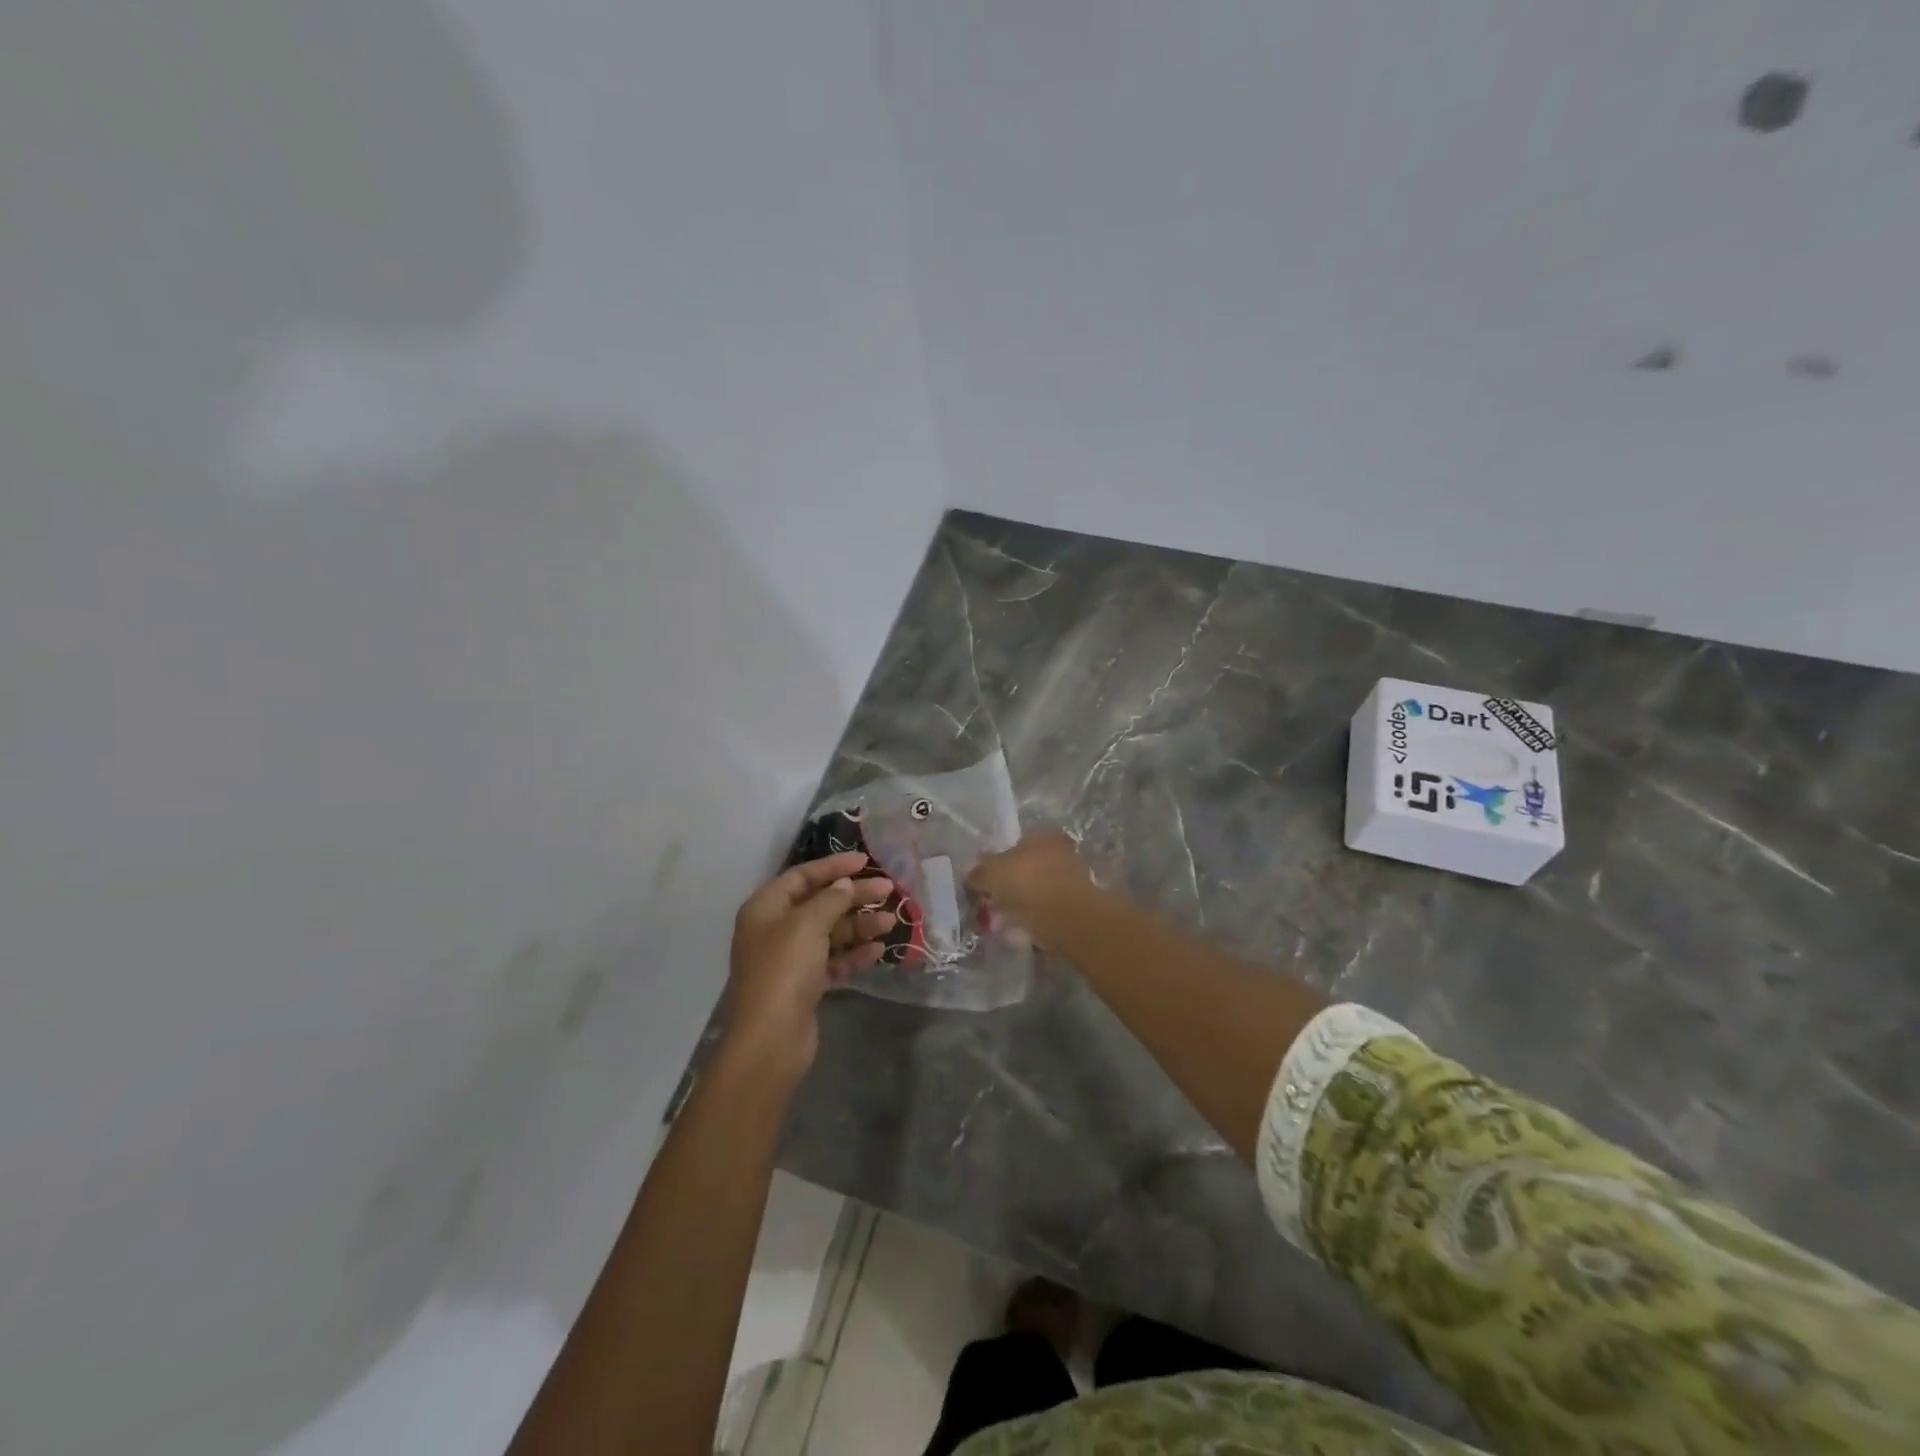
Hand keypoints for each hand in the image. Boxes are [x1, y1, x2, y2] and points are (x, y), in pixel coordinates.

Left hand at [723, 852, 894, 1083]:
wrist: (771, 1039)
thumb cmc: (784, 970)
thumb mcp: (807, 924)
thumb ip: (831, 899)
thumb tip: (845, 885)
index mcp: (765, 908)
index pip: (802, 876)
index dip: (834, 866)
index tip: (865, 861)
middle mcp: (775, 930)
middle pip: (819, 903)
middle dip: (854, 896)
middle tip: (888, 891)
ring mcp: (790, 960)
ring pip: (830, 933)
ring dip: (859, 926)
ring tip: (891, 923)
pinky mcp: (804, 986)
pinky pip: (833, 961)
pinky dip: (854, 954)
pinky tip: (878, 951)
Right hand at [966, 831, 1095, 947]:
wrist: (1067, 920)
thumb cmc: (1029, 884)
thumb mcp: (992, 873)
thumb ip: (978, 873)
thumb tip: (969, 876)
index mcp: (1044, 836)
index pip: (1014, 844)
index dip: (995, 863)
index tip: (982, 883)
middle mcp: (1061, 853)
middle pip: (1024, 870)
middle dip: (1006, 888)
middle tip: (988, 904)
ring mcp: (1070, 882)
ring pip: (1034, 893)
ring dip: (1017, 906)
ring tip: (999, 924)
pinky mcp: (1074, 909)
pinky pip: (1043, 913)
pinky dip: (1030, 921)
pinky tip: (1016, 933)